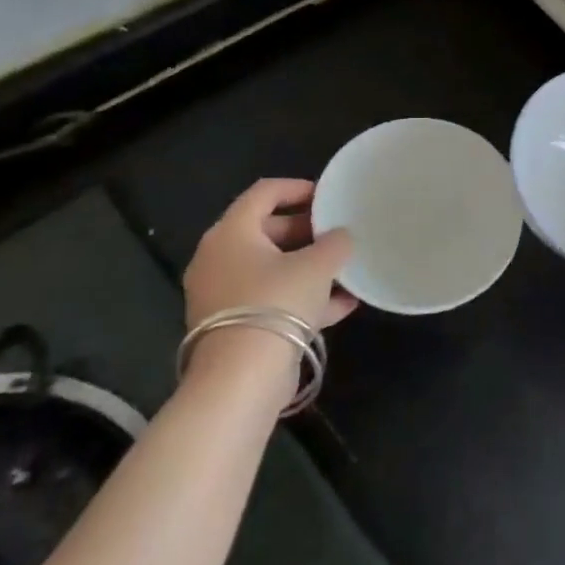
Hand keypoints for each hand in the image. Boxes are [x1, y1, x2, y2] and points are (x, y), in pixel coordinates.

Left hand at [183, 179, 357, 384]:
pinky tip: (342, 305)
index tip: (328, 196)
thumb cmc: (277, 302)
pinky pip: (271, 298)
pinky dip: (302, 296)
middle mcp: (218, 259)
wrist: (242, 376)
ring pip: (271, 268)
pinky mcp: (233, 325)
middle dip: (306, 231)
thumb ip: (335, 243)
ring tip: (346, 270)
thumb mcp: (318, 265)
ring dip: (308, 267)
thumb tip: (341, 237)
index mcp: (231, 233)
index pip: (263, 193)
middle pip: (266, 231)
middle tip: (338, 233)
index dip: (297, 188)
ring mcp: (223, 295)